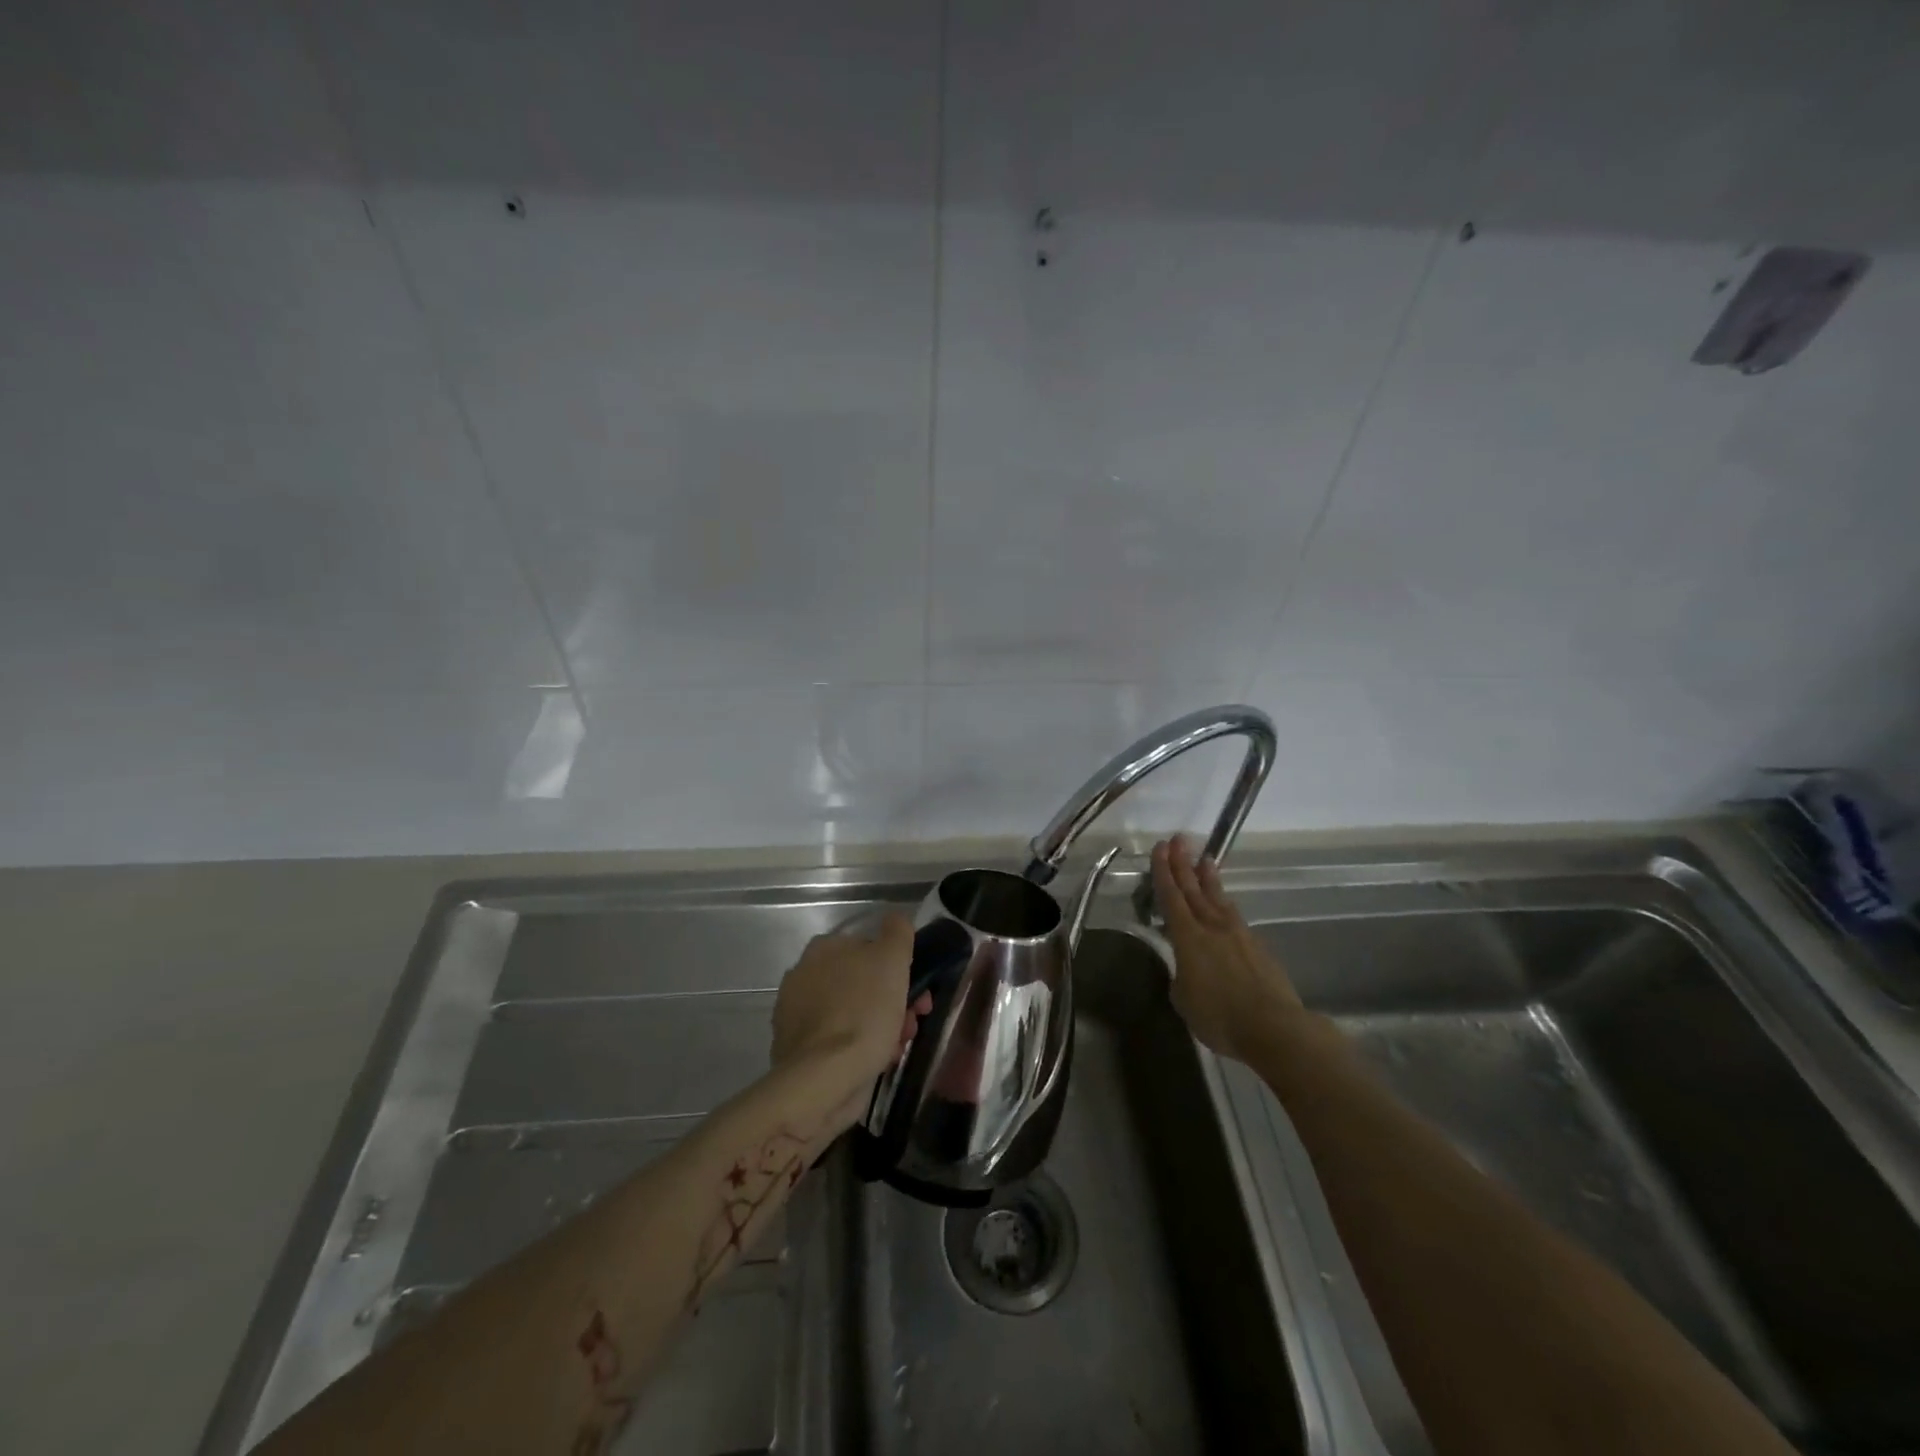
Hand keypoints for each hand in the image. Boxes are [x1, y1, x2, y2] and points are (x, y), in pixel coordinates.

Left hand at [772, 912, 932, 1089]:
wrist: (824, 1080)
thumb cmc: (863, 1012)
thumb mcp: (892, 959)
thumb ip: (897, 932)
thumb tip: (895, 920)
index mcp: (822, 949)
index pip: (869, 949)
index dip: (898, 969)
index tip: (918, 994)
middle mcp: (803, 976)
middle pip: (862, 983)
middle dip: (892, 1001)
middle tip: (912, 1023)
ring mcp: (796, 1015)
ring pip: (854, 1013)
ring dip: (881, 1027)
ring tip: (897, 1048)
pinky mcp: (797, 1050)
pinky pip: (839, 1041)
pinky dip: (859, 1048)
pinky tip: (876, 1062)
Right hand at [1152, 836, 1303, 1061]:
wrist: (1273, 1027)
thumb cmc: (1219, 1017)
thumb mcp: (1184, 1000)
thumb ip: (1181, 976)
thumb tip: (1186, 968)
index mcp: (1188, 938)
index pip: (1171, 897)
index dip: (1163, 872)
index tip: (1160, 848)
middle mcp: (1212, 927)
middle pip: (1194, 889)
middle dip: (1182, 864)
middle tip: (1177, 839)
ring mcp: (1238, 934)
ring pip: (1218, 898)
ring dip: (1208, 878)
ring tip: (1204, 859)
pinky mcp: (1258, 947)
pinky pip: (1235, 916)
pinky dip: (1226, 903)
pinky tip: (1225, 903)